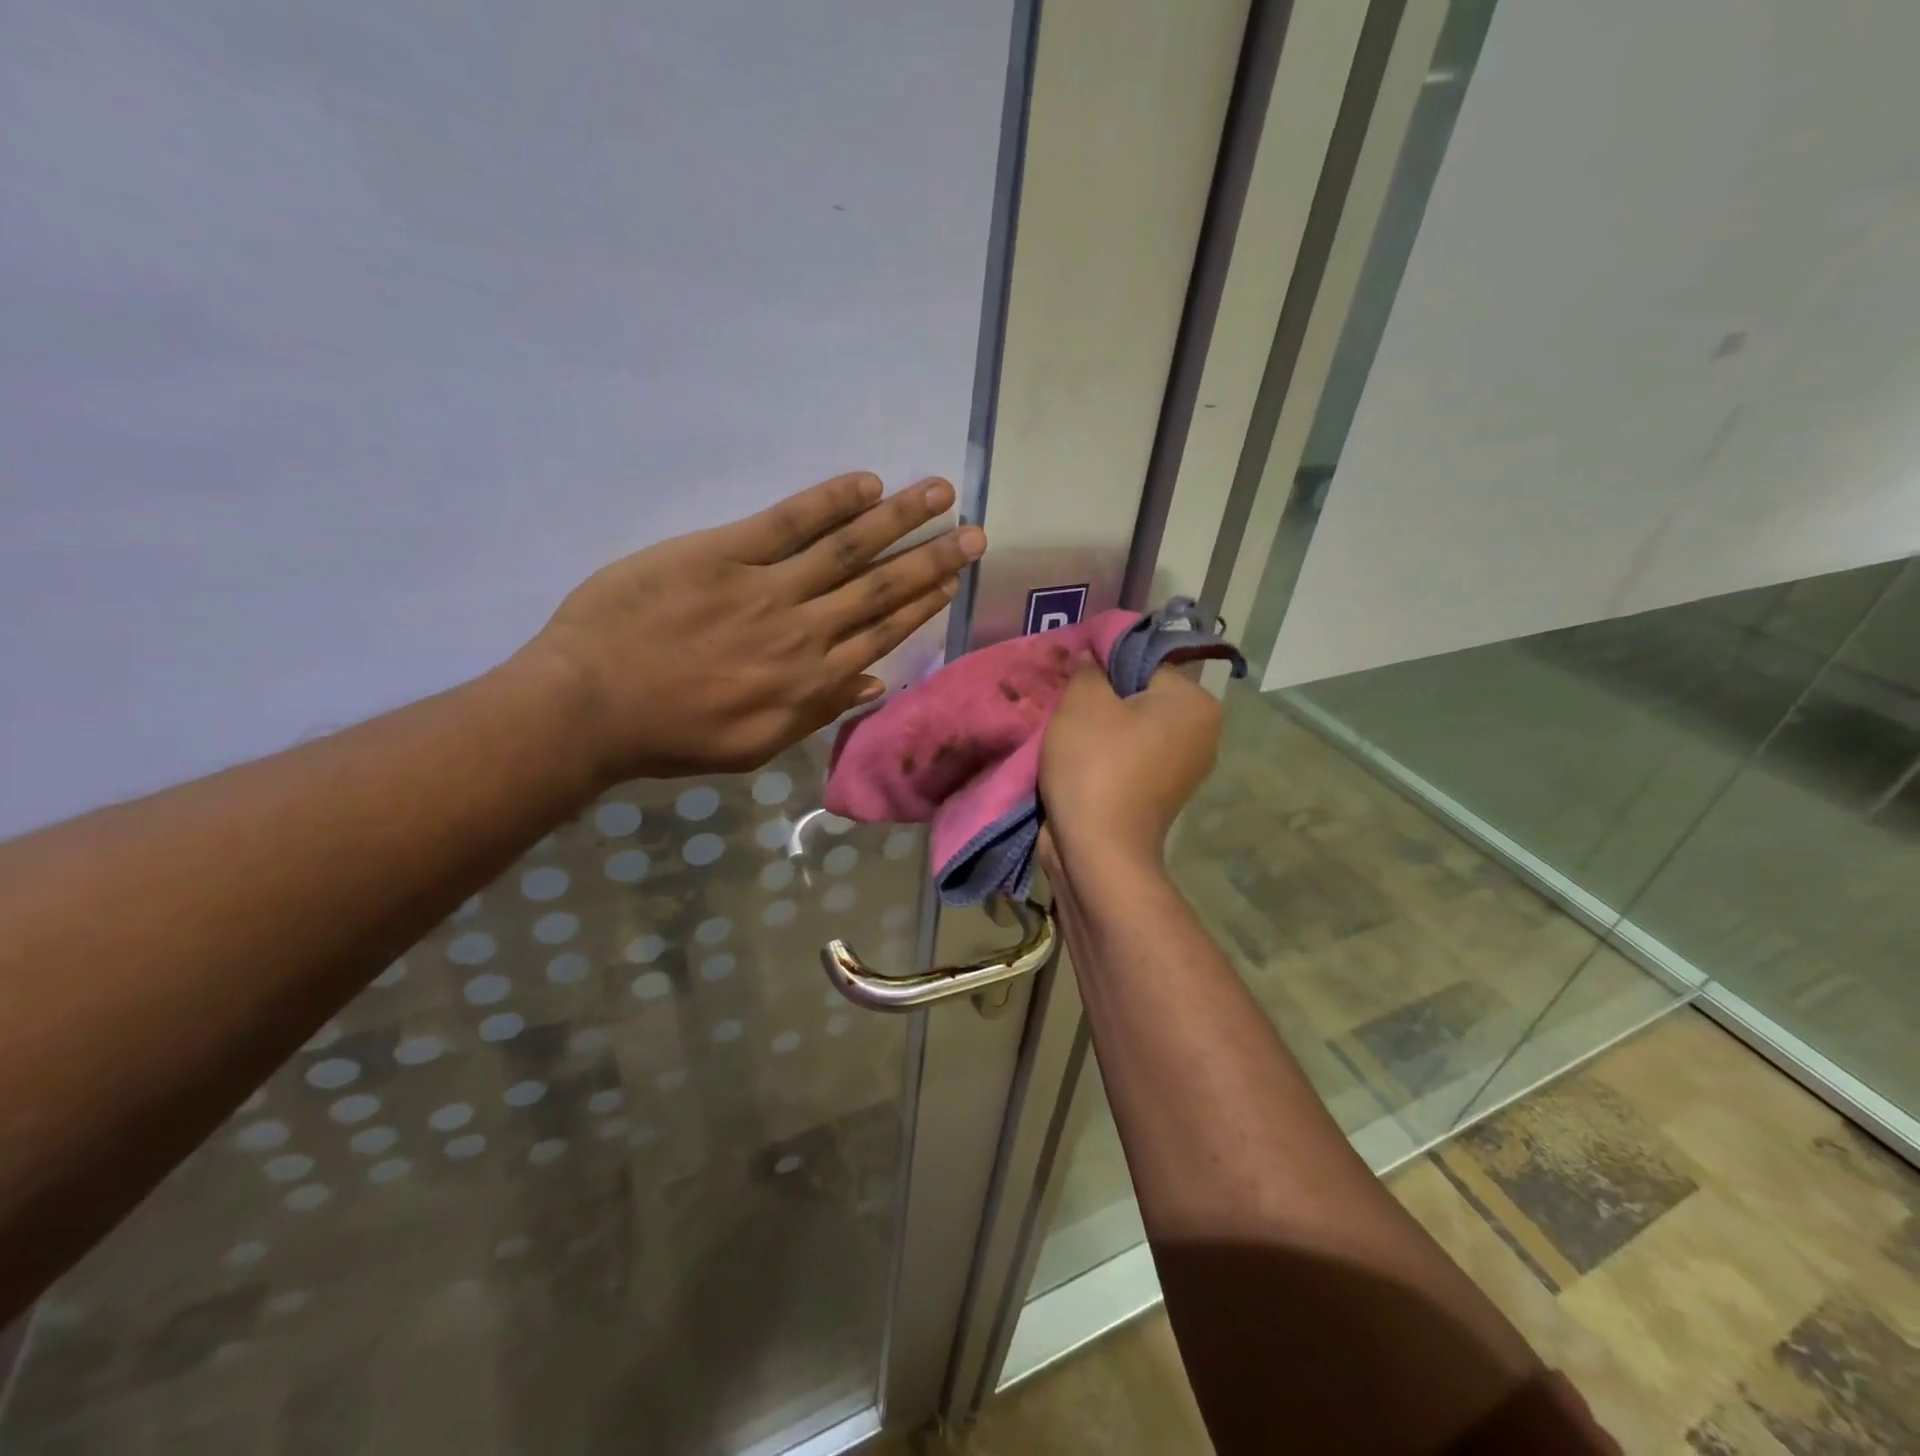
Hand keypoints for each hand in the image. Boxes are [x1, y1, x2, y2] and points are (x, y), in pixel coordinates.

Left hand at [521, 472, 985, 781]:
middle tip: (976, 533)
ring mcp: (766, 587)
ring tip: (939, 493)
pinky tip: (867, 484)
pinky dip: (830, 501)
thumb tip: (873, 682)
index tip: (954, 579)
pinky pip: (788, 521)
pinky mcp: (723, 552)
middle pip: (881, 587)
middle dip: (933, 558)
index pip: (883, 633)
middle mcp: (805, 630)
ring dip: (900, 519)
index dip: (924, 603)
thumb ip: (818, 712)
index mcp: (812, 681)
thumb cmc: (672, 735)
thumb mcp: (756, 745)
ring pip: (848, 549)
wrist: (591, 706)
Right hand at [1039, 664, 1222, 866]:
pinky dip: (1105, 757)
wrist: (1098, 851)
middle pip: (1140, 697)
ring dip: (1100, 730)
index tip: (1072, 680)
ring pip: (1132, 730)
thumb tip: (1094, 658)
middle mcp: (1202, 734)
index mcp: (1196, 703)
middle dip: (1102, 699)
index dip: (1103, 666)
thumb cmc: (1096, 765)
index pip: (1143, 662)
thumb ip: (1089, 668)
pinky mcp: (1160, 796)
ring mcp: (1184, 770)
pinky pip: (1130, 759)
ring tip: (1066, 735)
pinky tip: (1076, 761)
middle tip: (1066, 707)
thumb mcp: (1083, 701)